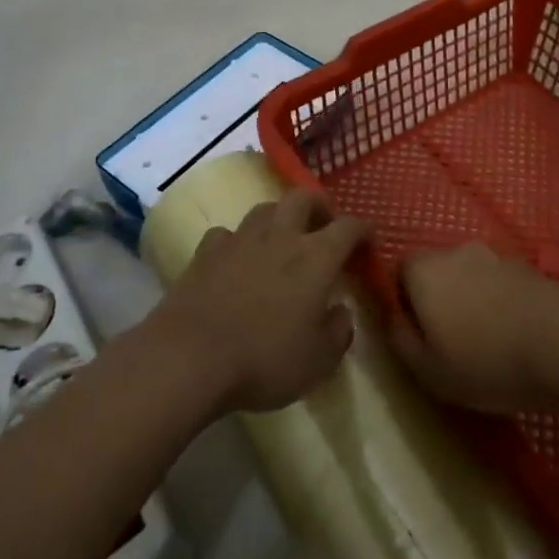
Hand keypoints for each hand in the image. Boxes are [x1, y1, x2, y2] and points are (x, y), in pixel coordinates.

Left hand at [148, 190, 369, 415]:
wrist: (190, 356)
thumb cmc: (264, 359)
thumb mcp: (318, 361)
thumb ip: (338, 332)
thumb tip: (340, 312)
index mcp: (316, 257)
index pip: (349, 227)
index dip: (363, 230)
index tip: (369, 242)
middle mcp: (280, 236)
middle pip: (303, 198)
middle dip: (319, 205)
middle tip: (325, 224)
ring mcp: (240, 239)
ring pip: (265, 209)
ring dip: (280, 217)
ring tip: (283, 238)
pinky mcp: (206, 251)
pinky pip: (228, 234)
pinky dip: (238, 242)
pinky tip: (236, 259)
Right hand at [387, 243, 558, 414]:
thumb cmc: (487, 361)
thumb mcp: (429, 370)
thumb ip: (399, 340)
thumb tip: (392, 318)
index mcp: (425, 269)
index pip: (400, 270)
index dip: (404, 301)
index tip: (420, 336)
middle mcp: (456, 251)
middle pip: (437, 270)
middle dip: (439, 300)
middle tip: (452, 343)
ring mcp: (496, 255)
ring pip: (470, 276)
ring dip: (472, 301)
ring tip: (488, 343)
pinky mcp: (528, 267)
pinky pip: (500, 284)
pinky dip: (500, 303)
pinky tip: (515, 336)